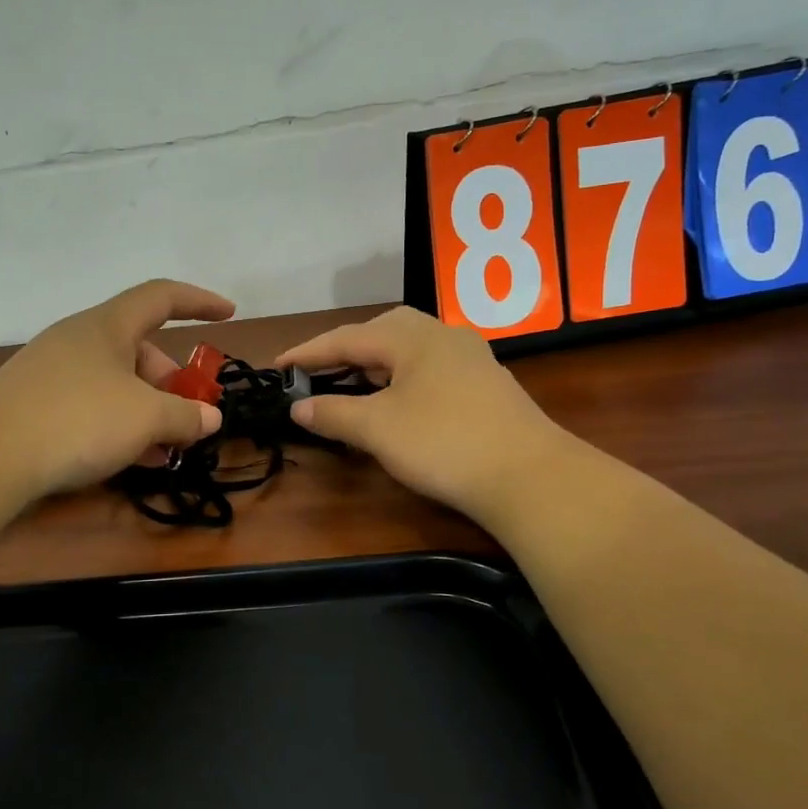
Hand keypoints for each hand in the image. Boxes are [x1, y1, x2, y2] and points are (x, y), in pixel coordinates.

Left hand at [0, 280, 235, 498]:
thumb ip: (185, 415)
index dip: (199, 301)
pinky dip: (118, 425)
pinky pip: (90, 405)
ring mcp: (52, 372)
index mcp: (107, 326)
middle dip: (172, 382)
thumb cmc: (77, 420)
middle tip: (189, 418)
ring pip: (115, 382)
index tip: (229, 314)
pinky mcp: (34, 404)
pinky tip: (129, 460)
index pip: (161, 296)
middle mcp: (78, 340)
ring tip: (164, 450)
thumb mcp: (145, 418)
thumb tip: (209, 418)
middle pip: (139, 348)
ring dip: (147, 411)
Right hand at [277, 307, 567, 523]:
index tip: (277, 365)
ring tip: (352, 384)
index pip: (346, 337)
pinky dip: (401, 379)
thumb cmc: (444, 443)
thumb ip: (333, 413)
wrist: (530, 476)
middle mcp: (443, 336)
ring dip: (375, 364)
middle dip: (345, 350)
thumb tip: (298, 406)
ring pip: (409, 350)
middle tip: (318, 372)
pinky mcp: (486, 385)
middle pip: (382, 332)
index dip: (308, 352)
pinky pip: (429, 369)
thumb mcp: (377, 429)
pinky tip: (399, 402)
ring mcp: (470, 359)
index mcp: (412, 337)